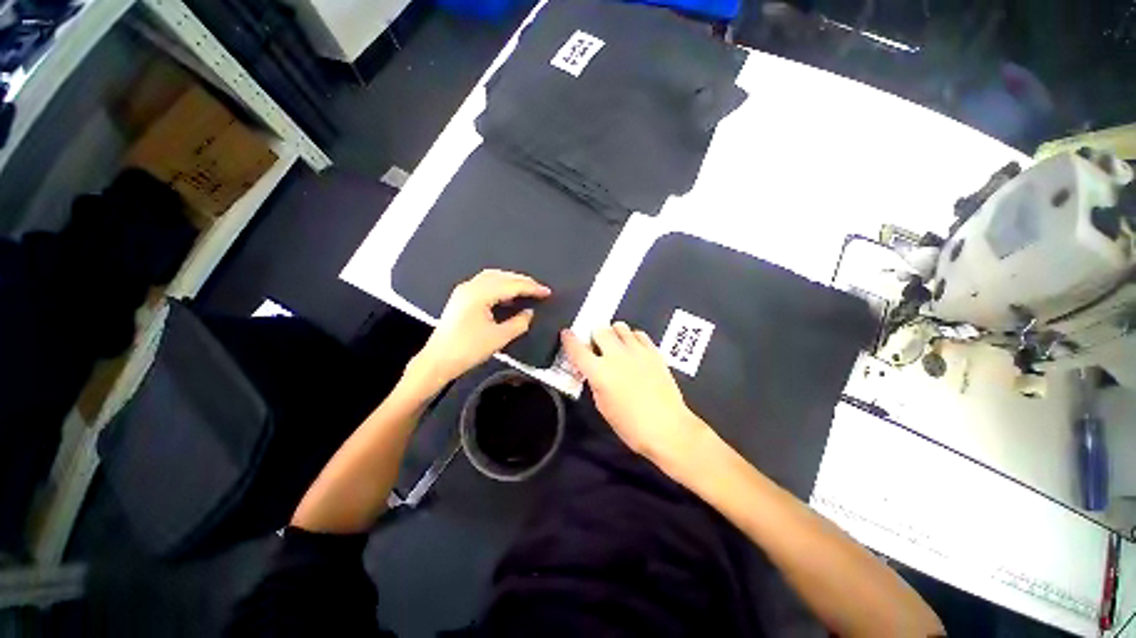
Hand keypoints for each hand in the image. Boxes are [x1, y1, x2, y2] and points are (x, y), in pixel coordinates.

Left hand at [408, 270, 550, 391]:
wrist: (437, 361)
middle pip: (501, 276)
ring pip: (492, 277)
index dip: (531, 288)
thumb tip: (529, 313)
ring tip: (526, 288)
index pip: (511, 285)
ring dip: (510, 280)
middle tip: (539, 288)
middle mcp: (471, 286)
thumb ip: (518, 323)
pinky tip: (507, 294)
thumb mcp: (499, 338)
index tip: (547, 292)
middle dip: (522, 280)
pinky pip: (484, 283)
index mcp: (479, 294)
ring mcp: (464, 290)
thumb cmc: (468, 350)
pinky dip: (499, 285)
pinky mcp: (461, 297)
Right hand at [560, 323, 709, 465]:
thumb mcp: (603, 406)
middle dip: (594, 335)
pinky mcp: (654, 351)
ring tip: (617, 346)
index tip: (566, 334)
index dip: (569, 339)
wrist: (668, 427)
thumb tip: (595, 370)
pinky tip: (634, 349)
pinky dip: (632, 338)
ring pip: (620, 327)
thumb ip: (595, 383)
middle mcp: (616, 356)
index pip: (577, 349)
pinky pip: (639, 333)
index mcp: (599, 372)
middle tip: (597, 346)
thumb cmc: (631, 425)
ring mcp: (637, 351)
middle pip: (600, 330)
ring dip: (613, 334)